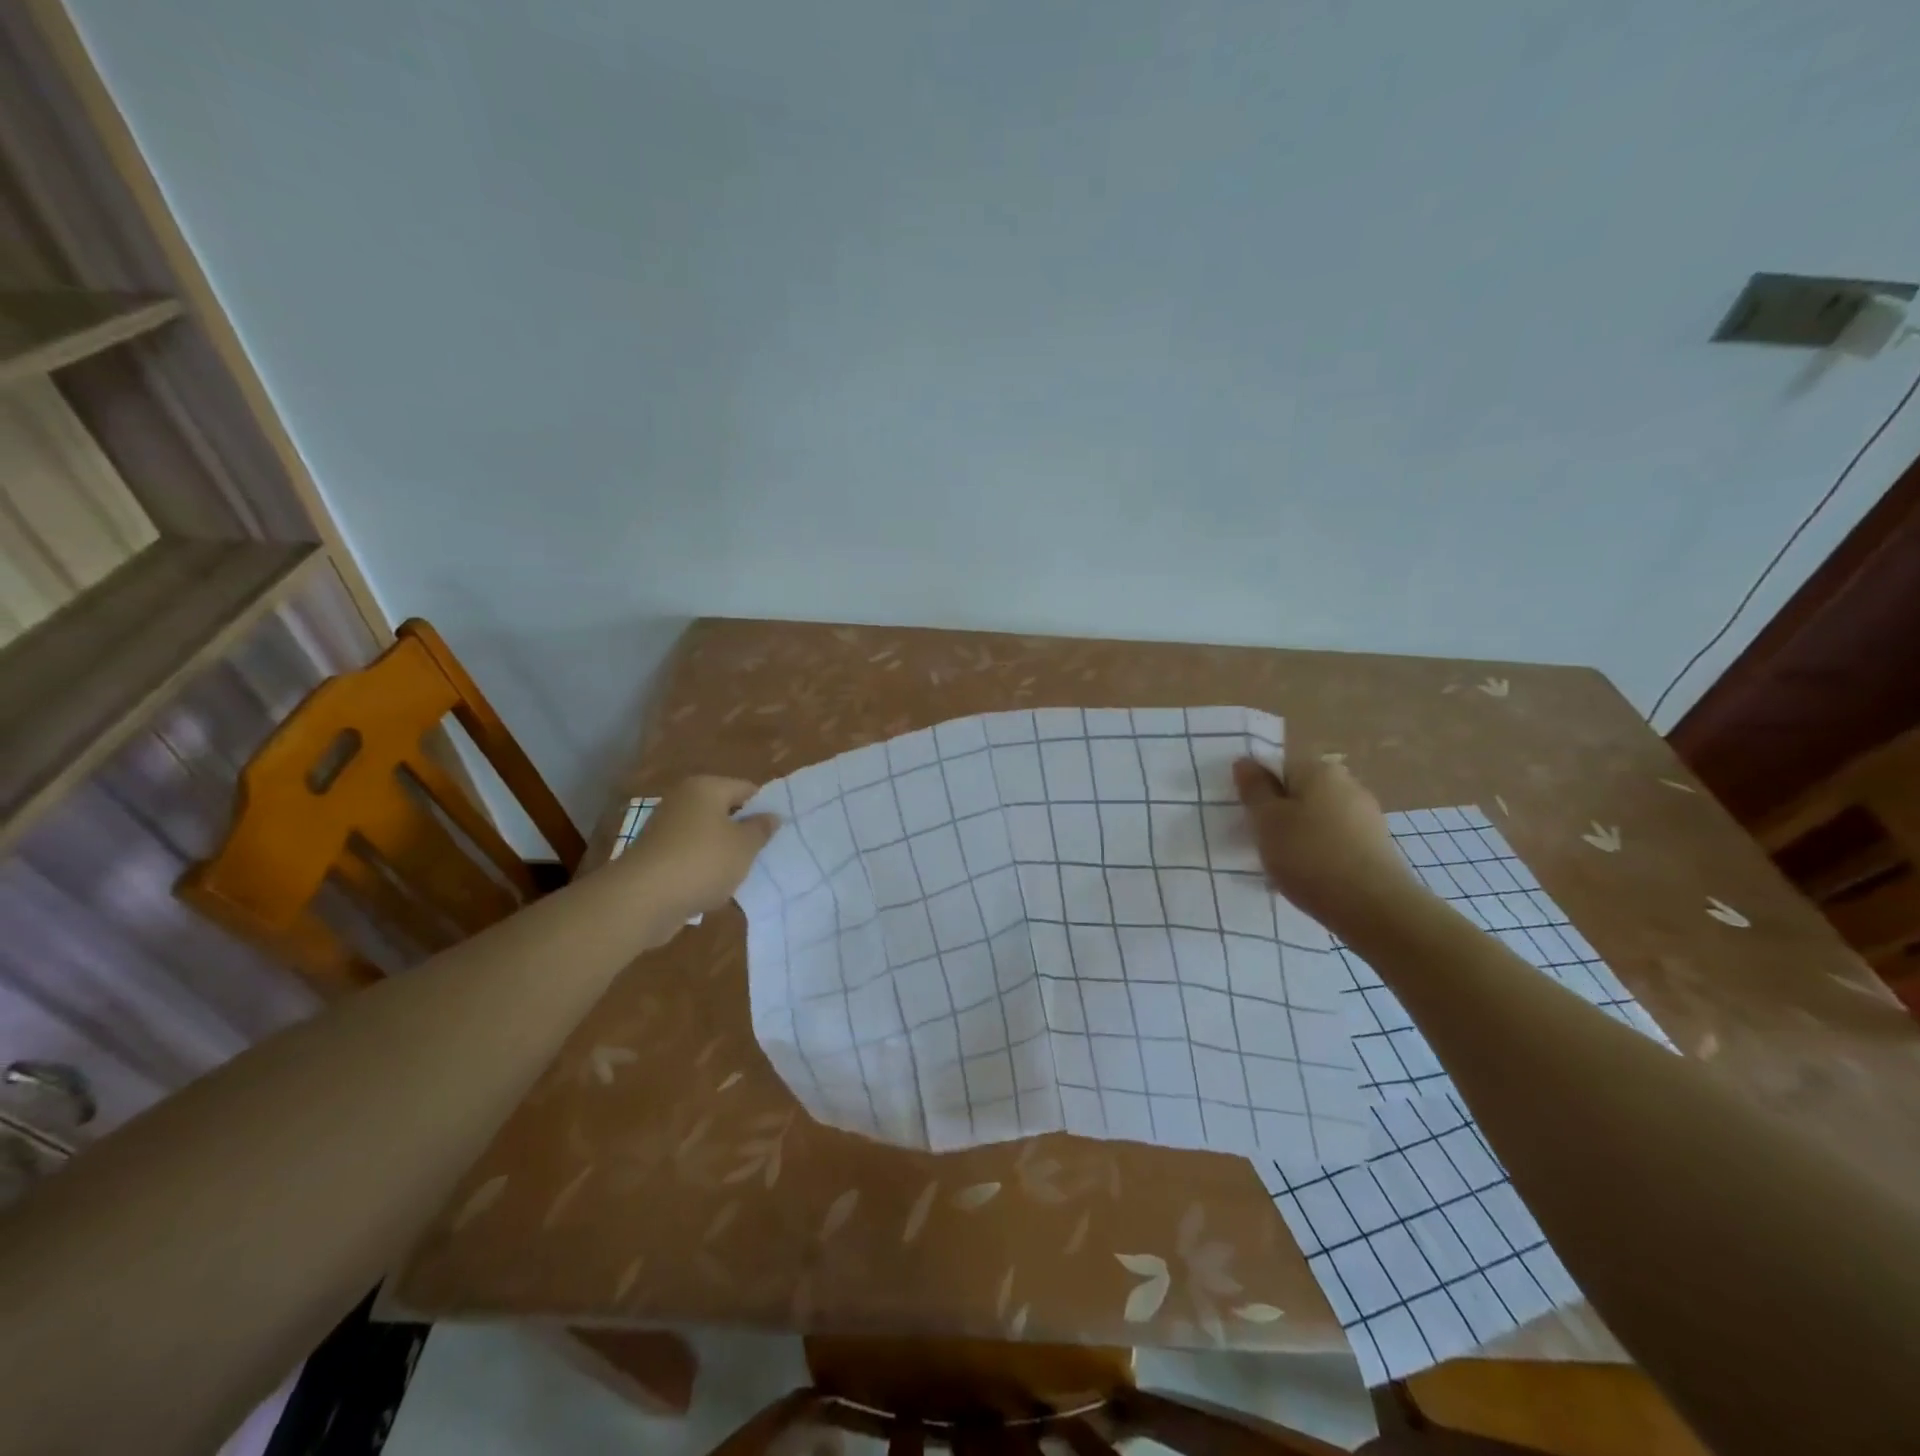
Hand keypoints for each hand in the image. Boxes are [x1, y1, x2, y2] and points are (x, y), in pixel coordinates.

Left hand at [621, 776, 779, 931]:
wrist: (642, 900)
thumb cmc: (702, 862)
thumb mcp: (744, 846)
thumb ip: (761, 829)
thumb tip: (771, 816)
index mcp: (706, 788)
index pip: (747, 789)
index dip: (766, 808)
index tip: (781, 831)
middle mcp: (683, 800)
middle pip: (725, 812)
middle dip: (744, 832)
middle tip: (767, 852)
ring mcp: (665, 829)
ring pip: (708, 836)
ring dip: (724, 853)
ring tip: (744, 874)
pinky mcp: (656, 856)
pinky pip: (690, 857)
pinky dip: (704, 869)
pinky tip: (716, 888)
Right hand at [1232, 756, 1426, 932]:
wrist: (1372, 907)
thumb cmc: (1308, 855)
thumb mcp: (1266, 819)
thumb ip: (1254, 788)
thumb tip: (1245, 762)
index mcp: (1319, 770)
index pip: (1279, 767)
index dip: (1259, 790)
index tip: (1248, 817)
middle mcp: (1348, 784)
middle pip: (1300, 793)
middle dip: (1279, 814)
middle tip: (1260, 842)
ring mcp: (1366, 816)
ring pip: (1316, 819)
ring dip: (1297, 836)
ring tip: (1281, 866)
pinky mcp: (1375, 847)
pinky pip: (1334, 841)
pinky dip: (1318, 854)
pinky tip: (1307, 878)